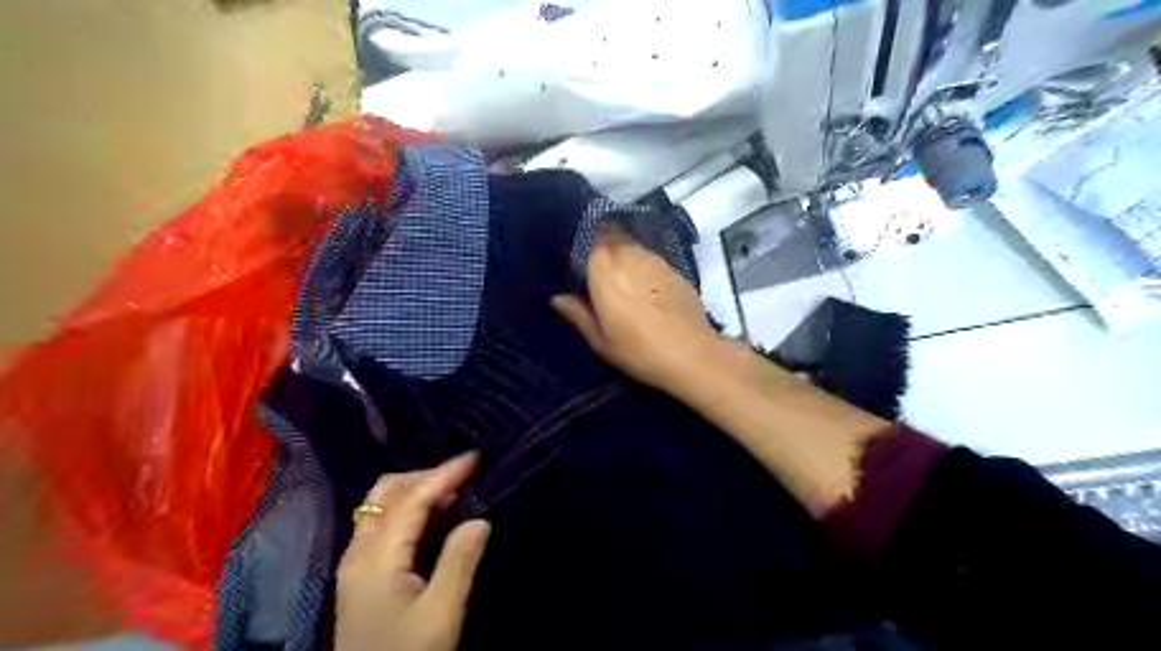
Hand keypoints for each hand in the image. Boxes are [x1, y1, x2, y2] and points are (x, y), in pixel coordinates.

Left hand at [340, 455, 494, 650]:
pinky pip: (383, 522)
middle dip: (426, 475)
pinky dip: (410, 508)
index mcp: (376, 558)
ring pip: (382, 505)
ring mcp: (355, 562)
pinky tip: (435, 517)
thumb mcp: (441, 614)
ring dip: (417, 490)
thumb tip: (479, 519)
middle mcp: (359, 551)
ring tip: (455, 492)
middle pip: (386, 492)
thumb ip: (460, 561)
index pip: (410, 499)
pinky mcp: (361, 573)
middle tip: (465, 476)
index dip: (443, 474)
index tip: (475, 458)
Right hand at [550, 230, 722, 390]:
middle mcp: (629, 256)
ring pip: (632, 245)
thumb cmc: (639, 351)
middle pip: (611, 237)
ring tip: (621, 278)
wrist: (691, 353)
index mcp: (604, 272)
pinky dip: (642, 265)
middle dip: (602, 246)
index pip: (589, 242)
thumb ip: (578, 314)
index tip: (578, 264)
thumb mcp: (601, 341)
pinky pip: (650, 258)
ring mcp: (654, 260)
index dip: (584, 248)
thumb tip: (558, 298)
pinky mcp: (674, 269)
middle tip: (597, 270)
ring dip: (624, 254)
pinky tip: (645, 287)